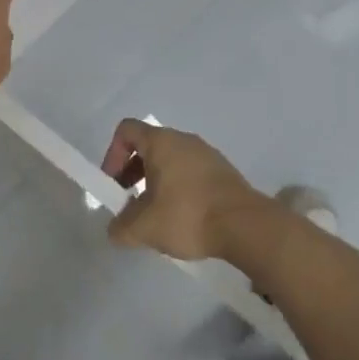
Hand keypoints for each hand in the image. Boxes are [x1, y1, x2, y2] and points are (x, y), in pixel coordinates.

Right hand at [99, 119, 269, 261]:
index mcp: (161, 142)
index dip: (113, 154)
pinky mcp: (223, 170)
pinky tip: (184, 217)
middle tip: (131, 203)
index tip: (115, 184)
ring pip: (171, 159)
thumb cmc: (188, 216)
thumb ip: (121, 228)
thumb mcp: (144, 228)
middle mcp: (183, 139)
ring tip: (158, 214)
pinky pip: (191, 171)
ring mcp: (206, 153)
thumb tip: (115, 229)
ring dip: (157, 181)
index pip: (126, 130)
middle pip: (148, 145)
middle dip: (133, 172)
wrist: (245, 226)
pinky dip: (179, 187)